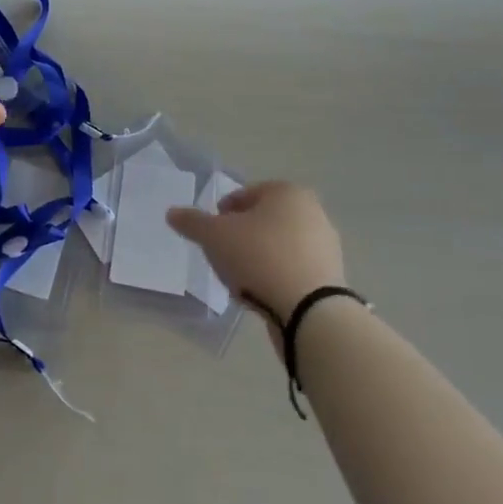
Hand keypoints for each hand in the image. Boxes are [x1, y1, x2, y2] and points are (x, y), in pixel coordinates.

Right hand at [166, 181, 345, 335]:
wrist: (310, 311)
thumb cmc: (260, 257)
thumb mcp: (214, 236)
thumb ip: (192, 222)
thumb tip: (172, 213)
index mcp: (287, 192)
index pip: (245, 195)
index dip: (222, 213)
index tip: (211, 235)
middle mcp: (312, 212)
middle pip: (263, 221)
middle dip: (241, 237)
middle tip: (223, 257)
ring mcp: (325, 246)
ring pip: (278, 247)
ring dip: (258, 259)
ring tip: (240, 281)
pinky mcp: (331, 278)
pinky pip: (293, 271)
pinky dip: (276, 278)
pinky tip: (262, 296)